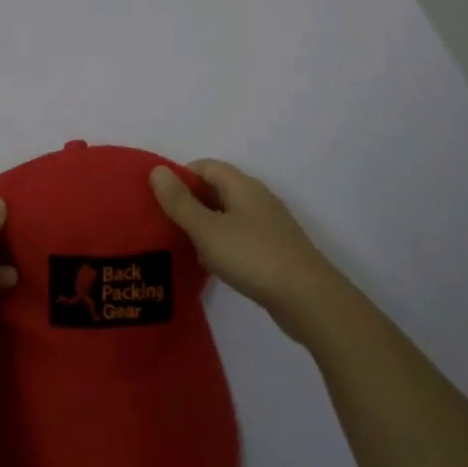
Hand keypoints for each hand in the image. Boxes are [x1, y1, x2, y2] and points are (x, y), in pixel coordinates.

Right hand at [149, 160, 338, 335]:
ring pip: (228, 215)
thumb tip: (157, 170)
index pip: (205, 166)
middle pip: (217, 189)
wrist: (310, 301)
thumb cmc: (253, 257)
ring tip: (184, 246)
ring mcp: (270, 225)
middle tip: (166, 223)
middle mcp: (257, 198)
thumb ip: (180, 202)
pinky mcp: (276, 250)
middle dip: (190, 202)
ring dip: (206, 226)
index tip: (160, 199)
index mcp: (242, 185)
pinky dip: (223, 245)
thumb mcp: (207, 229)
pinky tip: (213, 265)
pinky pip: (241, 237)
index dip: (180, 177)